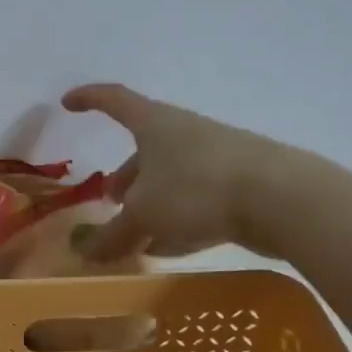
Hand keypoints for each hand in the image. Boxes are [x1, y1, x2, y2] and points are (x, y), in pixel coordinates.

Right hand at [62, 83, 314, 260]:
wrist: (283, 199)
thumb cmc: (197, 190)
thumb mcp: (144, 215)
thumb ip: (114, 234)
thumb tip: (86, 252)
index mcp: (155, 124)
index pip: (114, 100)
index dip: (89, 99)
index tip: (68, 102)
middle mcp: (184, 133)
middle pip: (144, 149)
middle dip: (124, 176)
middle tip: (110, 202)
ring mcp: (215, 156)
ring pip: (171, 177)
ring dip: (151, 202)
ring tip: (137, 234)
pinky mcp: (240, 183)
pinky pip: (197, 198)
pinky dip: (178, 218)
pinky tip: (172, 247)